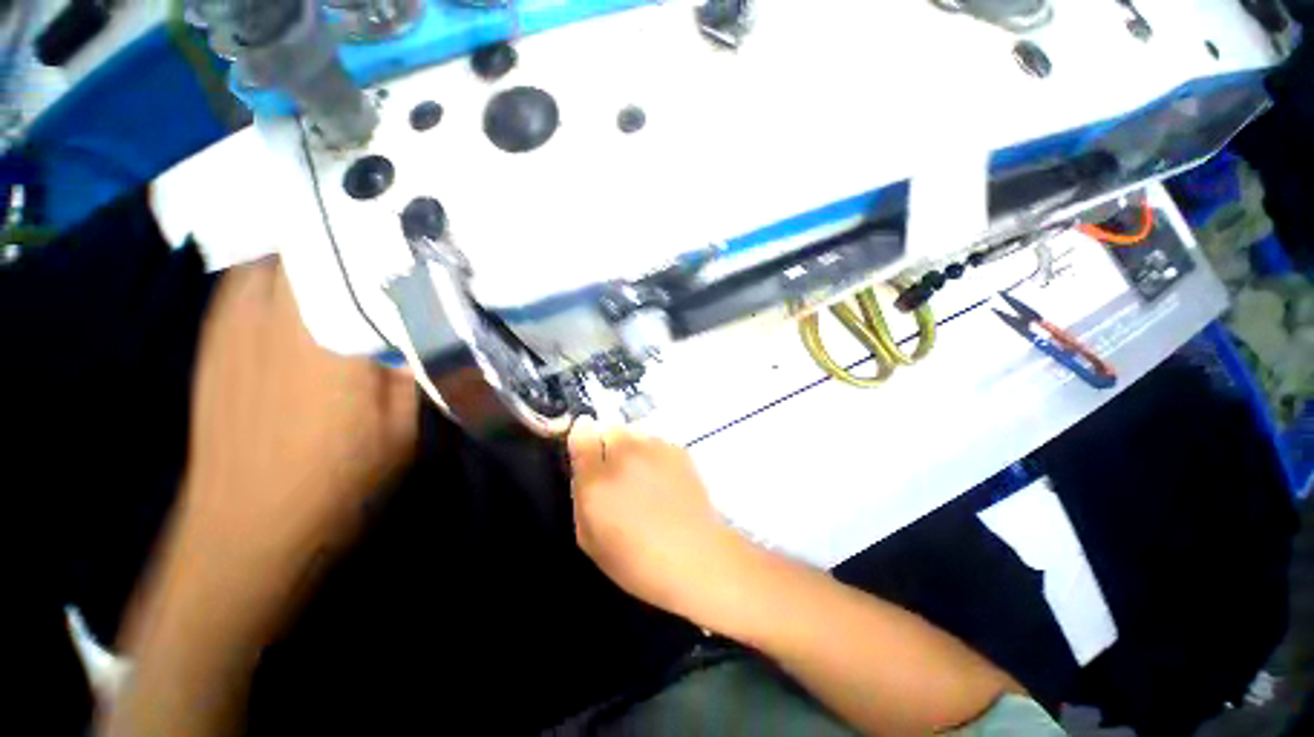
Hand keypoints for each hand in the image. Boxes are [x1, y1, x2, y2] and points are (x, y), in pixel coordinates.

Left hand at [105, 259, 417, 736]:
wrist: (246, 525)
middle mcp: (269, 314)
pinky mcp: (213, 338)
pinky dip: (282, 275)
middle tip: (392, 242)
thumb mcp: (403, 426)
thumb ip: (415, 365)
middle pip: (308, 244)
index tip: (419, 229)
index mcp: (325, 336)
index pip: (356, 260)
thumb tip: (429, 319)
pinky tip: (307, 296)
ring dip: (316, 252)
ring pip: (276, 257)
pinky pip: (249, 282)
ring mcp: (230, 323)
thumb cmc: (338, 479)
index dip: (388, 236)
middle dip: (351, 235)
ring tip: (354, 260)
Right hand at [567, 419, 746, 620]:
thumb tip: (584, 471)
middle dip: (607, 443)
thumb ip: (581, 496)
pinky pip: (656, 441)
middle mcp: (624, 454)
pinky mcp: (677, 449)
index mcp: (597, 479)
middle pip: (609, 428)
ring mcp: (654, 448)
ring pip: (634, 432)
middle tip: (616, 469)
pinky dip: (654, 453)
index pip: (581, 434)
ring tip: (642, 474)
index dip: (582, 437)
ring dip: (631, 446)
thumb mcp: (589, 538)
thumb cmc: (635, 559)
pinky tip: (663, 478)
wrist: (694, 556)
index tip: (586, 448)